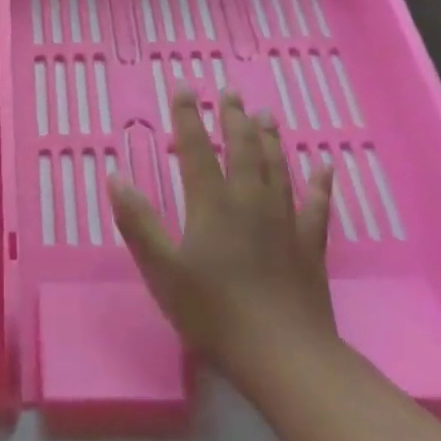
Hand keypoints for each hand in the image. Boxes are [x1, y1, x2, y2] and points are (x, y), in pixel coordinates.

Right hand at [109, 92, 337, 393]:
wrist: (282, 353)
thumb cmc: (212, 312)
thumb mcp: (161, 269)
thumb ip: (138, 221)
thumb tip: (115, 176)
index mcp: (211, 204)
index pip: (197, 149)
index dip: (188, 117)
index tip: (185, 87)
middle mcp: (250, 201)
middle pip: (243, 149)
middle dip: (233, 118)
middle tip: (230, 93)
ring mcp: (284, 221)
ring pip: (278, 167)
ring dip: (270, 139)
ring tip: (265, 115)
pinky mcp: (310, 245)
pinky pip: (317, 205)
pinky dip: (320, 184)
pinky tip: (325, 167)